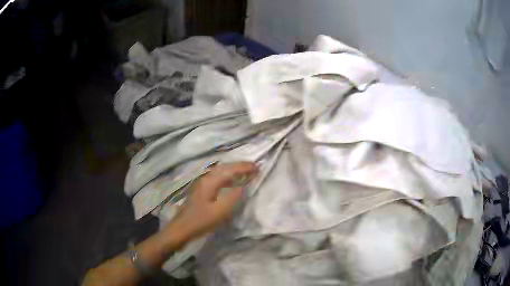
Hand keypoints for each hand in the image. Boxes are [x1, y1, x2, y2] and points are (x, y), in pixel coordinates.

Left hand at [170, 162, 257, 240]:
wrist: (182, 228)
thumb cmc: (201, 220)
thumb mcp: (220, 211)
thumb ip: (234, 197)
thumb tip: (244, 186)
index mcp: (210, 182)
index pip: (230, 170)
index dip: (244, 168)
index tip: (258, 167)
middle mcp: (206, 178)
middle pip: (225, 167)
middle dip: (240, 166)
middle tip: (254, 167)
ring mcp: (202, 184)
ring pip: (221, 172)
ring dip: (234, 170)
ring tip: (246, 172)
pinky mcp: (201, 190)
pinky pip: (218, 178)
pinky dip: (228, 177)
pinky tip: (231, 182)